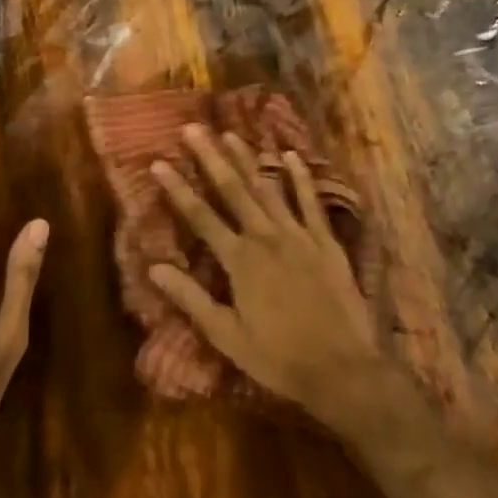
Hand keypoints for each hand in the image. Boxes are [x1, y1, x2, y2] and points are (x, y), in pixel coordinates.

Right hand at [148, 125, 384, 428]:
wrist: (342, 369)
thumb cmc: (279, 358)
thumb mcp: (227, 336)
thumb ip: (191, 299)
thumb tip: (154, 267)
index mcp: (239, 261)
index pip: (201, 217)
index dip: (177, 189)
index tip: (158, 162)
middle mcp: (266, 238)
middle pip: (233, 190)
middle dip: (211, 157)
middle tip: (193, 128)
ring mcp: (299, 236)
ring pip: (268, 188)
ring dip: (248, 159)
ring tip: (230, 133)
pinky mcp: (326, 242)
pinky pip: (311, 202)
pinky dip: (300, 177)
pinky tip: (291, 155)